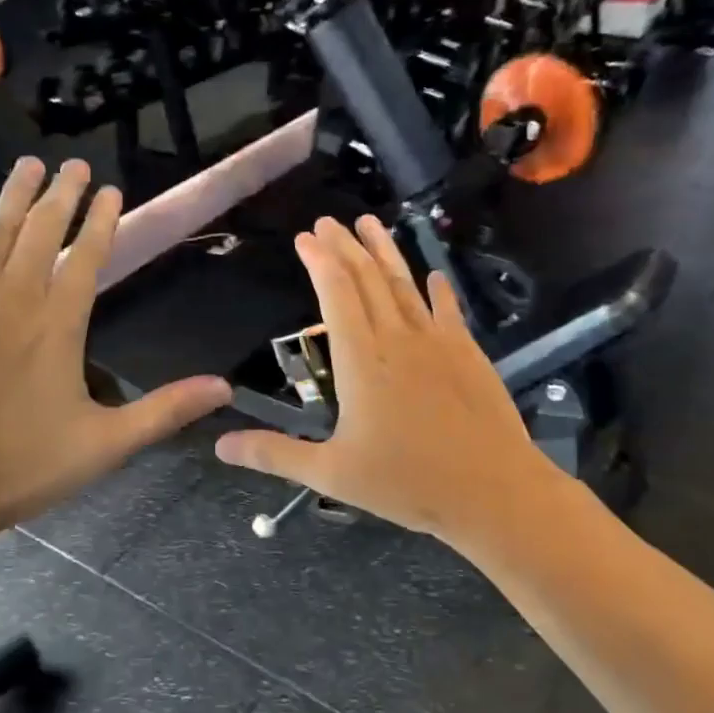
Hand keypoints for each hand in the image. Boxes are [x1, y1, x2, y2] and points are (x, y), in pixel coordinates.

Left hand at [0, 158, 231, 544]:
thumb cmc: (19, 468)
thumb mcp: (105, 445)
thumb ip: (165, 410)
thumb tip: (225, 389)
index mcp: (59, 327)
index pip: (86, 259)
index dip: (101, 222)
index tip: (110, 190)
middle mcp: (12, 300)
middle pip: (41, 234)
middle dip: (61, 196)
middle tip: (73, 163)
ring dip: (14, 197)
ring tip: (29, 164)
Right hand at [214, 215, 568, 550]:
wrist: (493, 491)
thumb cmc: (407, 483)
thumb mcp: (332, 473)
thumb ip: (275, 455)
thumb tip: (221, 446)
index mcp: (361, 360)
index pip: (337, 294)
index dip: (319, 261)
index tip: (306, 237)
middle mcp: (398, 339)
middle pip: (369, 279)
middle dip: (345, 247)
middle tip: (329, 221)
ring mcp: (438, 342)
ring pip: (406, 285)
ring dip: (386, 252)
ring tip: (370, 223)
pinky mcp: (469, 354)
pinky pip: (448, 310)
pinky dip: (438, 290)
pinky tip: (435, 276)